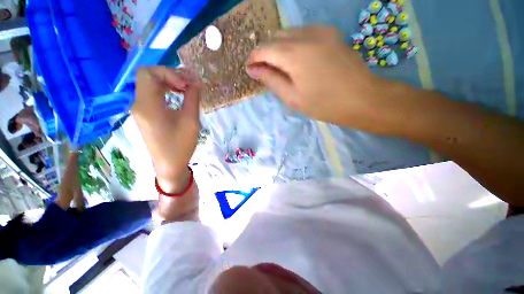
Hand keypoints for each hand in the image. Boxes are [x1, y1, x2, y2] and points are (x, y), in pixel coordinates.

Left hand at [132, 67, 200, 192]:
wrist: (169, 165)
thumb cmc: (180, 145)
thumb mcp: (190, 121)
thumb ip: (193, 99)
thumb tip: (196, 83)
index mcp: (147, 105)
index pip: (149, 73)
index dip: (169, 73)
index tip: (187, 85)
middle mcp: (139, 104)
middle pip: (149, 76)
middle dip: (170, 75)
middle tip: (190, 83)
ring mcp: (141, 109)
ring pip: (151, 85)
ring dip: (169, 82)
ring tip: (187, 88)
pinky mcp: (146, 115)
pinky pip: (153, 95)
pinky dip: (167, 90)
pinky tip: (179, 95)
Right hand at [247, 26, 389, 131]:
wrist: (361, 98)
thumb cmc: (323, 103)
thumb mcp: (292, 96)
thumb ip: (271, 80)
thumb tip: (252, 69)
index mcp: (294, 53)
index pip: (264, 49)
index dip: (255, 58)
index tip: (251, 69)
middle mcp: (305, 34)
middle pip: (275, 38)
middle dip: (266, 53)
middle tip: (267, 72)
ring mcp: (321, 30)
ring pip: (289, 33)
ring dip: (280, 48)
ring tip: (282, 67)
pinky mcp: (331, 33)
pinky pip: (303, 33)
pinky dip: (294, 44)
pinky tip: (298, 59)